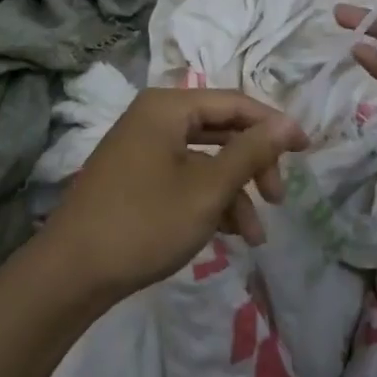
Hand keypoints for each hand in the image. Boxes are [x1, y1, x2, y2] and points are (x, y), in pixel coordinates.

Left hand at [40, 88, 307, 303]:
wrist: (70, 274)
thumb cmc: (144, 222)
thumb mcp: (207, 189)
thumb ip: (250, 152)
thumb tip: (288, 121)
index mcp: (168, 107)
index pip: (234, 103)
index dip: (273, 124)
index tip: (306, 151)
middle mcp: (154, 117)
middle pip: (220, 129)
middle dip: (253, 164)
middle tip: (278, 199)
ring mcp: (142, 148)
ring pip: (204, 159)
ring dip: (234, 192)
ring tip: (255, 237)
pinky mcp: (135, 177)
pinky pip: (184, 176)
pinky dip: (208, 200)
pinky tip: (228, 234)